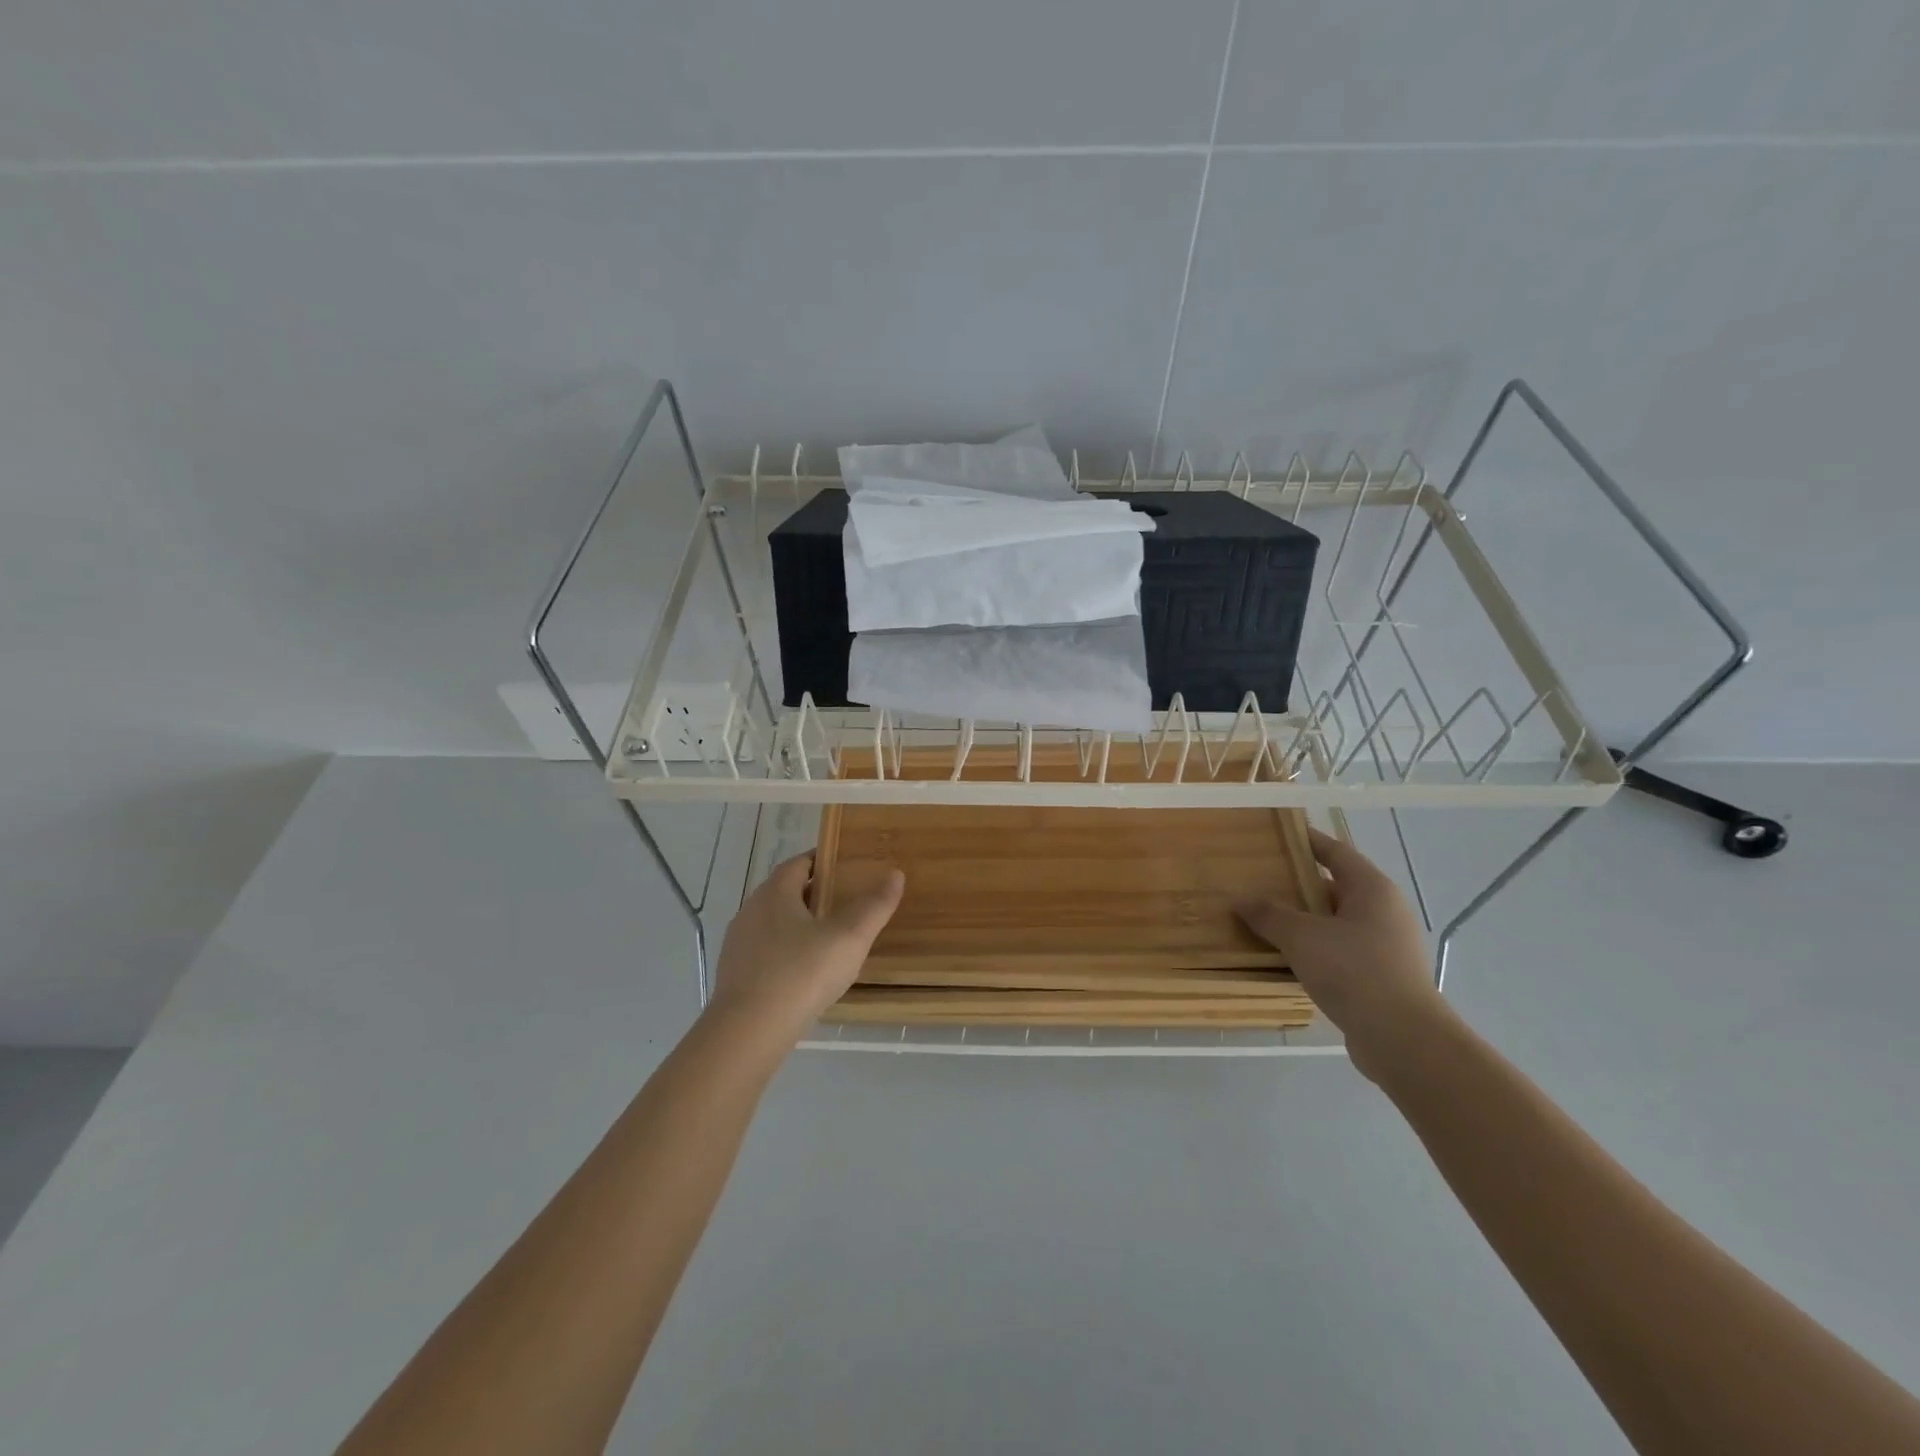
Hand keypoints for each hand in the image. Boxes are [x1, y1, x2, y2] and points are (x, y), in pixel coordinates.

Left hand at [705, 852, 904, 1052]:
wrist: (748, 1032)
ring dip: (798, 924)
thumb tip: (895, 874)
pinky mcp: (734, 974)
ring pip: (773, 923)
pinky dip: (786, 952)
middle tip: (846, 903)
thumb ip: (874, 906)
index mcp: (775, 892)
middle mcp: (751, 910)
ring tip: (829, 939)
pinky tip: (804, 973)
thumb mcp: (849, 938)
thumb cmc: (801, 974)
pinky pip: (765, 951)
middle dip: (814, 893)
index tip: (847, 868)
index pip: (799, 863)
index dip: (823, 861)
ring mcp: (738, 944)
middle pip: (785, 891)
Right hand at [1236, 827, 1449, 1081]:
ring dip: (1303, 921)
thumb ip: (1269, 914)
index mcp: (1372, 889)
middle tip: (1258, 880)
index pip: (1336, 852)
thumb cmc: (1354, 971)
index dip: (1308, 841)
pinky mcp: (1380, 978)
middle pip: (1335, 887)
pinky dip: (1313, 949)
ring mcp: (1385, 947)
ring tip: (1263, 919)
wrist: (1403, 1039)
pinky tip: (1284, 958)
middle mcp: (1383, 912)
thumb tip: (1240, 899)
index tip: (1279, 834)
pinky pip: (1339, 952)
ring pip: (1335, 923)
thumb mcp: (1301, 937)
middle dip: (1297, 885)